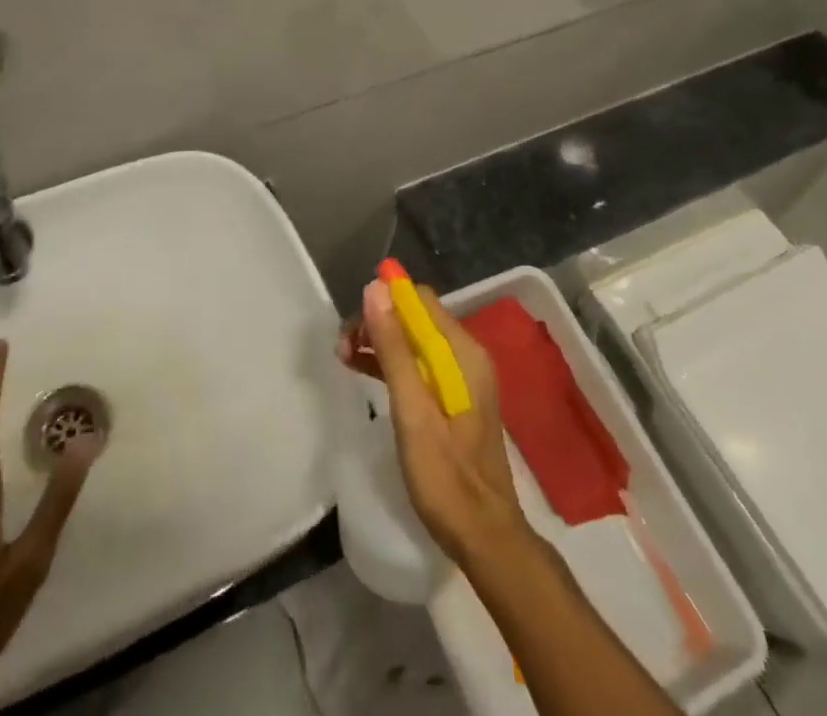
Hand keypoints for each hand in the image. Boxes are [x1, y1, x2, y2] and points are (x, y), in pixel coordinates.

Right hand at [338, 282, 526, 565]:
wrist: (484, 537)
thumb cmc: (446, 475)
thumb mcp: (412, 410)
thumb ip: (394, 349)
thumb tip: (375, 289)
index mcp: (462, 352)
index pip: (420, 300)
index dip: (385, 299)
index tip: (353, 321)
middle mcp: (465, 355)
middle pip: (415, 317)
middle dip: (377, 321)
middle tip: (342, 345)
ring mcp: (460, 377)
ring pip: (413, 340)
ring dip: (380, 341)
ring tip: (344, 355)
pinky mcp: (451, 399)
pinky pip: (418, 364)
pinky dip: (391, 362)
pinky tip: (363, 370)